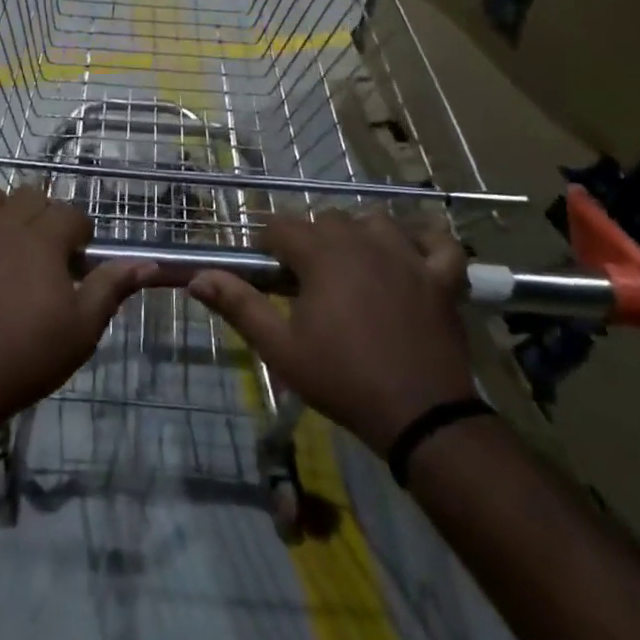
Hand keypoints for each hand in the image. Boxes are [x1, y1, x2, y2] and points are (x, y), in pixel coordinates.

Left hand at [0, 180, 155, 442]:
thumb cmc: (25, 359)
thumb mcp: (81, 330)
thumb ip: (111, 288)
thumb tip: (147, 263)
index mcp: (43, 240)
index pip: (71, 214)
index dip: (80, 232)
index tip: (79, 258)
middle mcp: (4, 225)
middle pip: (30, 196)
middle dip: (44, 215)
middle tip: (45, 249)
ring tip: (1, 229)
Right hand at [190, 210, 474, 450]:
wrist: (422, 418)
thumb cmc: (344, 379)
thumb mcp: (281, 348)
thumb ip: (239, 305)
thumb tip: (198, 278)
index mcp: (321, 253)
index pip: (280, 227)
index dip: (268, 247)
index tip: (267, 276)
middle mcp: (362, 240)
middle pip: (325, 221)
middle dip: (310, 244)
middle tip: (306, 285)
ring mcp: (407, 254)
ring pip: (374, 222)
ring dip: (359, 237)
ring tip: (352, 270)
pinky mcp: (441, 277)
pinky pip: (437, 241)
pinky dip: (425, 242)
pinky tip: (412, 255)